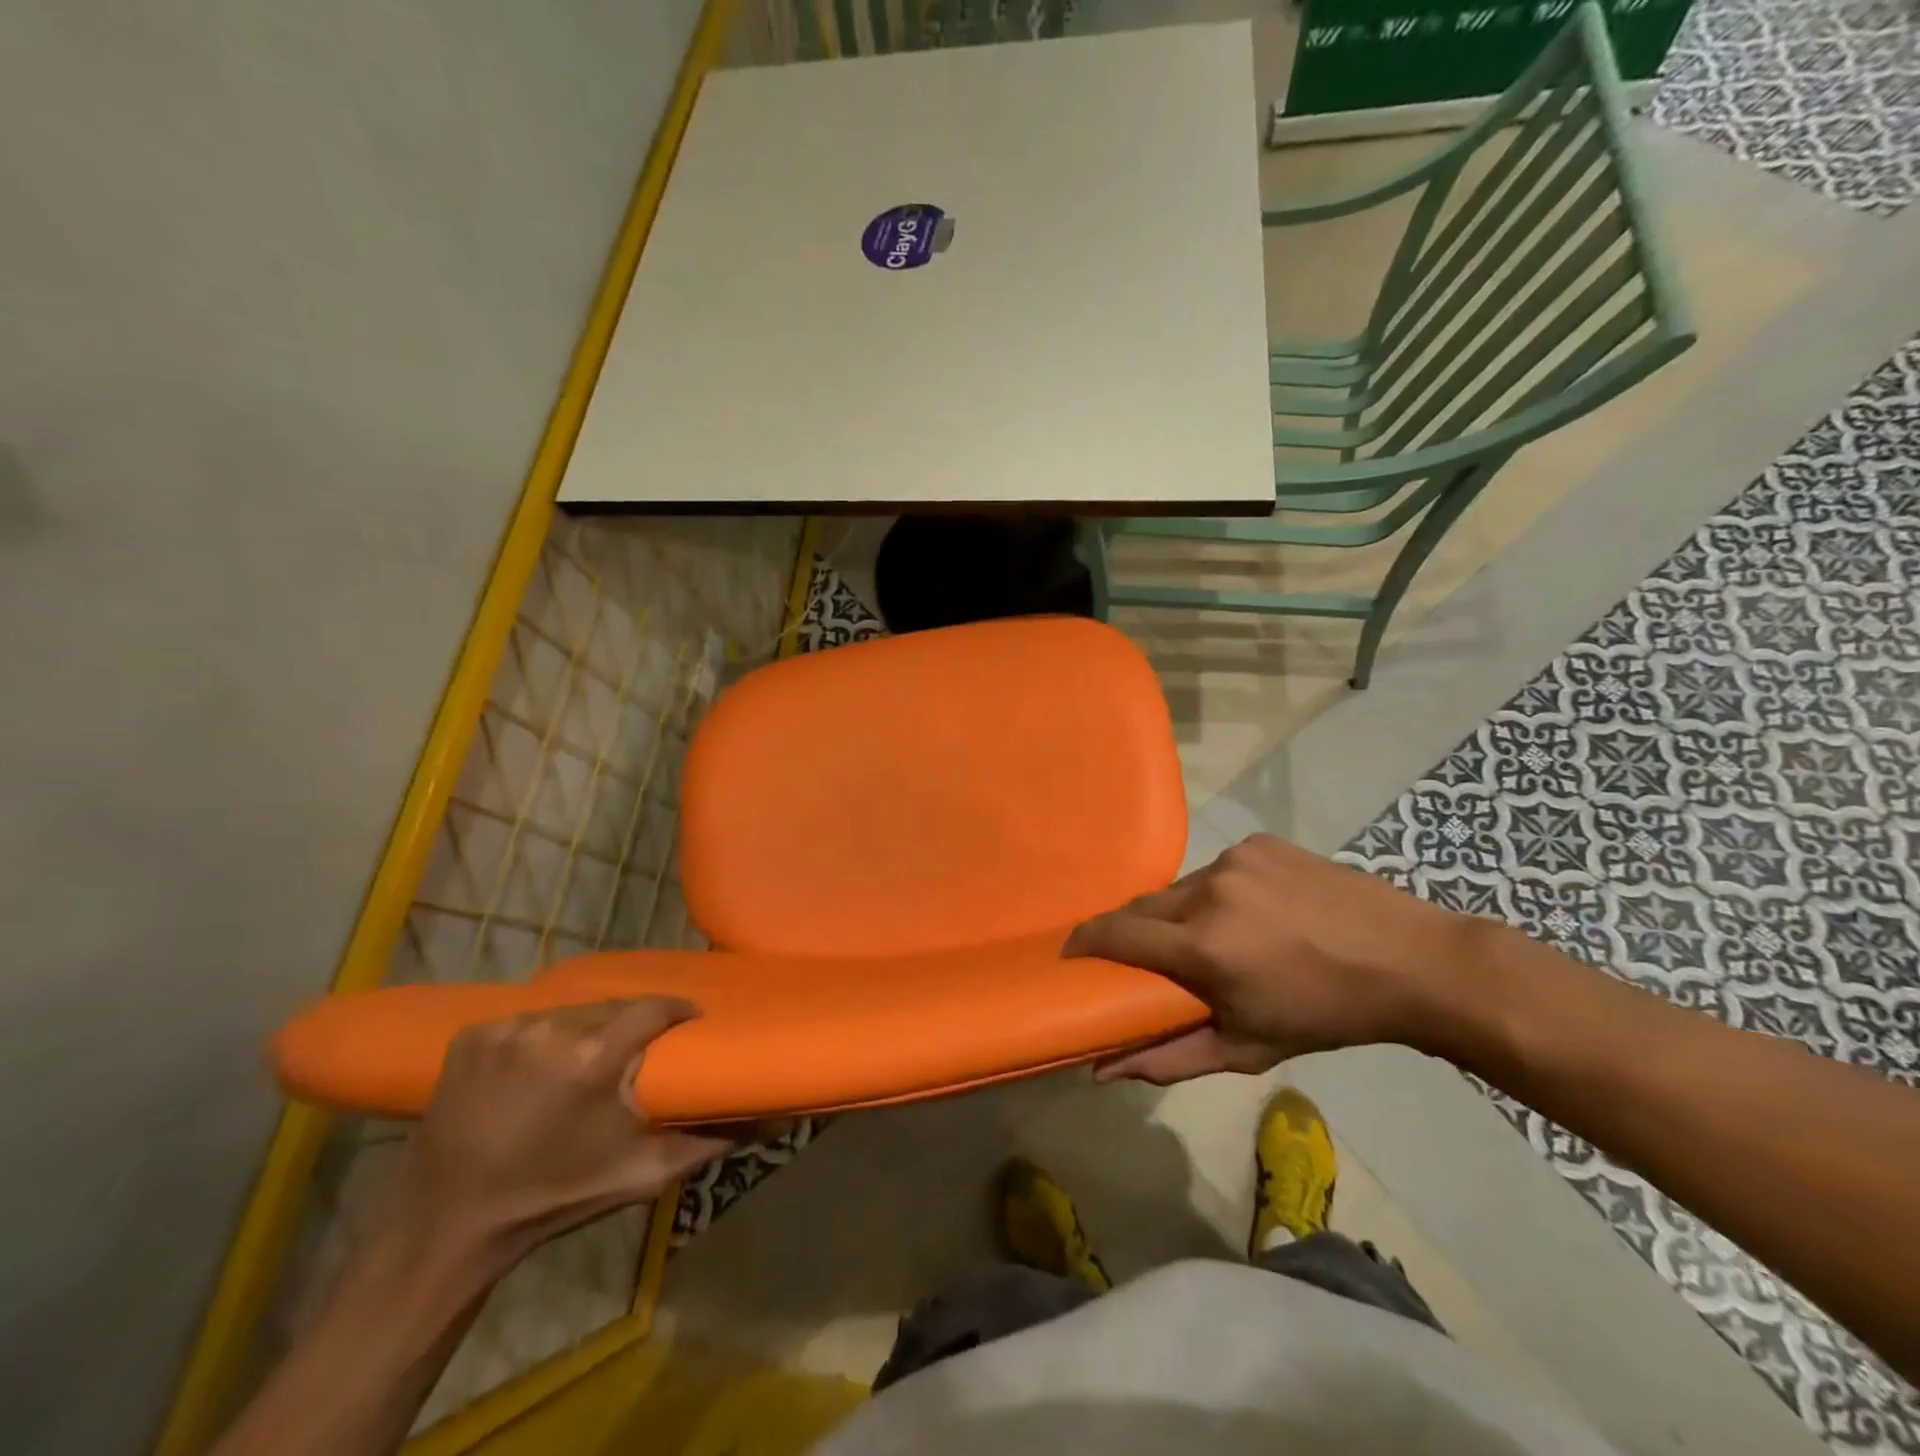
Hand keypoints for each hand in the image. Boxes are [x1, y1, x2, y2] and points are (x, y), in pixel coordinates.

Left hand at [393, 998, 731, 1262]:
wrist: (449, 1228)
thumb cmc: (554, 1198)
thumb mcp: (640, 1174)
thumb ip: (707, 1141)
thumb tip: (769, 1121)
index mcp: (594, 1059)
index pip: (653, 1007)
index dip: (676, 1010)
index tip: (689, 1021)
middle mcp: (552, 1030)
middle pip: (611, 1007)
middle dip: (630, 1022)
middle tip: (638, 1048)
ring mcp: (506, 1029)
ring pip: (570, 1012)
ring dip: (586, 1028)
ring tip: (591, 1055)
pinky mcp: (472, 1035)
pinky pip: (527, 1021)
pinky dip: (541, 1037)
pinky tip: (539, 1065)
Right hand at [1065, 834, 1479, 1084]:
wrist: (1411, 962)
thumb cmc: (1325, 1016)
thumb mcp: (1246, 1047)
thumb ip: (1167, 1057)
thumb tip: (1100, 1069)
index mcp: (1202, 945)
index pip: (1115, 934)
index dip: (1084, 942)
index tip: (1070, 955)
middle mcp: (1209, 891)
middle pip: (1142, 907)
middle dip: (1130, 931)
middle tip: (1140, 958)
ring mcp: (1235, 859)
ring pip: (1180, 888)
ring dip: (1177, 912)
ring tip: (1205, 938)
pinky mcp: (1259, 843)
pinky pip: (1216, 868)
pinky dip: (1216, 892)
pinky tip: (1248, 912)